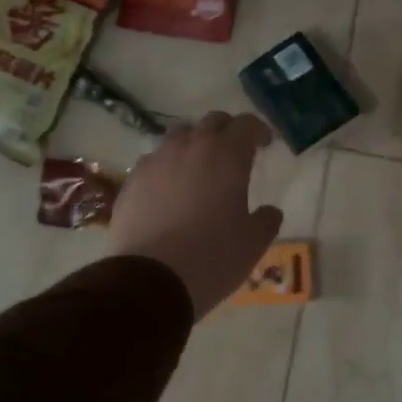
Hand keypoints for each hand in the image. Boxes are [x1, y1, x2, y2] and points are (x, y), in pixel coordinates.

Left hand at [110, 111, 283, 318]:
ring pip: (178, 136)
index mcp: (226, 156)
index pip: (246, 124)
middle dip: (227, 131)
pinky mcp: (131, 181)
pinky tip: (169, 190)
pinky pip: (153, 161)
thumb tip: (269, 211)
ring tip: (199, 168)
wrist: (151, 280)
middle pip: (211, 122)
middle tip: (234, 153)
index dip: (258, 131)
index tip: (265, 145)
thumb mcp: (253, 243)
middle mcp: (190, 148)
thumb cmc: (213, 257)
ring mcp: (156, 162)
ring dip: (193, 144)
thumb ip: (267, 220)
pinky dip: (167, 166)